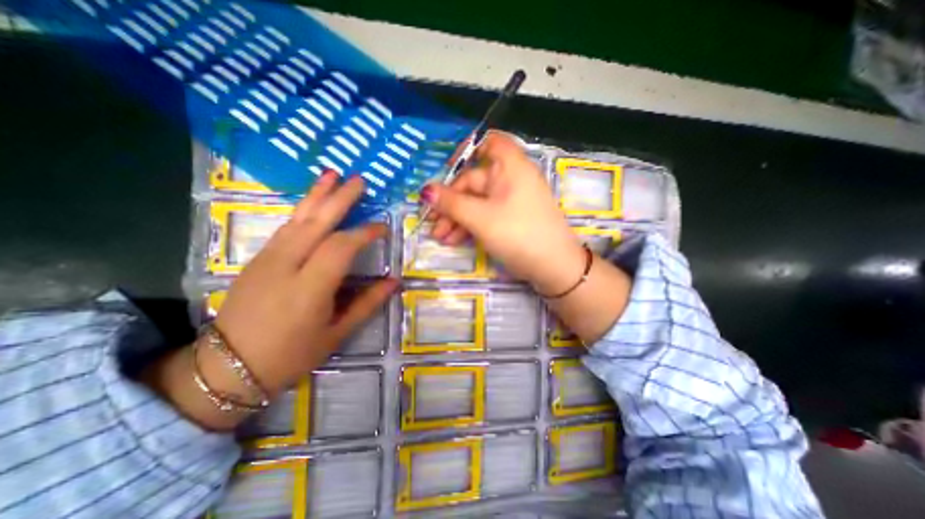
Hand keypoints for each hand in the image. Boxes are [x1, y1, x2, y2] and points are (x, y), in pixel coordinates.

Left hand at [218, 173, 400, 394]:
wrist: (227, 368)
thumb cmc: (291, 355)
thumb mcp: (337, 333)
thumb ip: (368, 303)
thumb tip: (395, 281)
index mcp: (309, 289)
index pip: (341, 247)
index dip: (365, 233)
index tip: (383, 228)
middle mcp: (286, 266)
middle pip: (316, 222)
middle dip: (340, 198)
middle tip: (359, 180)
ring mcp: (267, 259)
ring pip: (297, 219)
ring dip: (317, 195)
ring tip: (333, 175)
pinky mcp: (257, 259)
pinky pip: (285, 227)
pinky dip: (302, 210)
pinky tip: (312, 202)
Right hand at [422, 132, 580, 298]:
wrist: (553, 267)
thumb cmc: (518, 234)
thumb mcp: (480, 218)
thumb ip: (451, 203)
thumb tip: (425, 191)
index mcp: (509, 167)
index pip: (488, 144)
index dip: (466, 151)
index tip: (445, 170)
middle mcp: (511, 179)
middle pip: (474, 182)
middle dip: (451, 203)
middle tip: (433, 224)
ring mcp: (511, 201)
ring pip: (477, 202)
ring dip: (457, 218)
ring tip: (441, 238)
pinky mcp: (511, 219)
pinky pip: (486, 215)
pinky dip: (470, 225)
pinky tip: (454, 240)